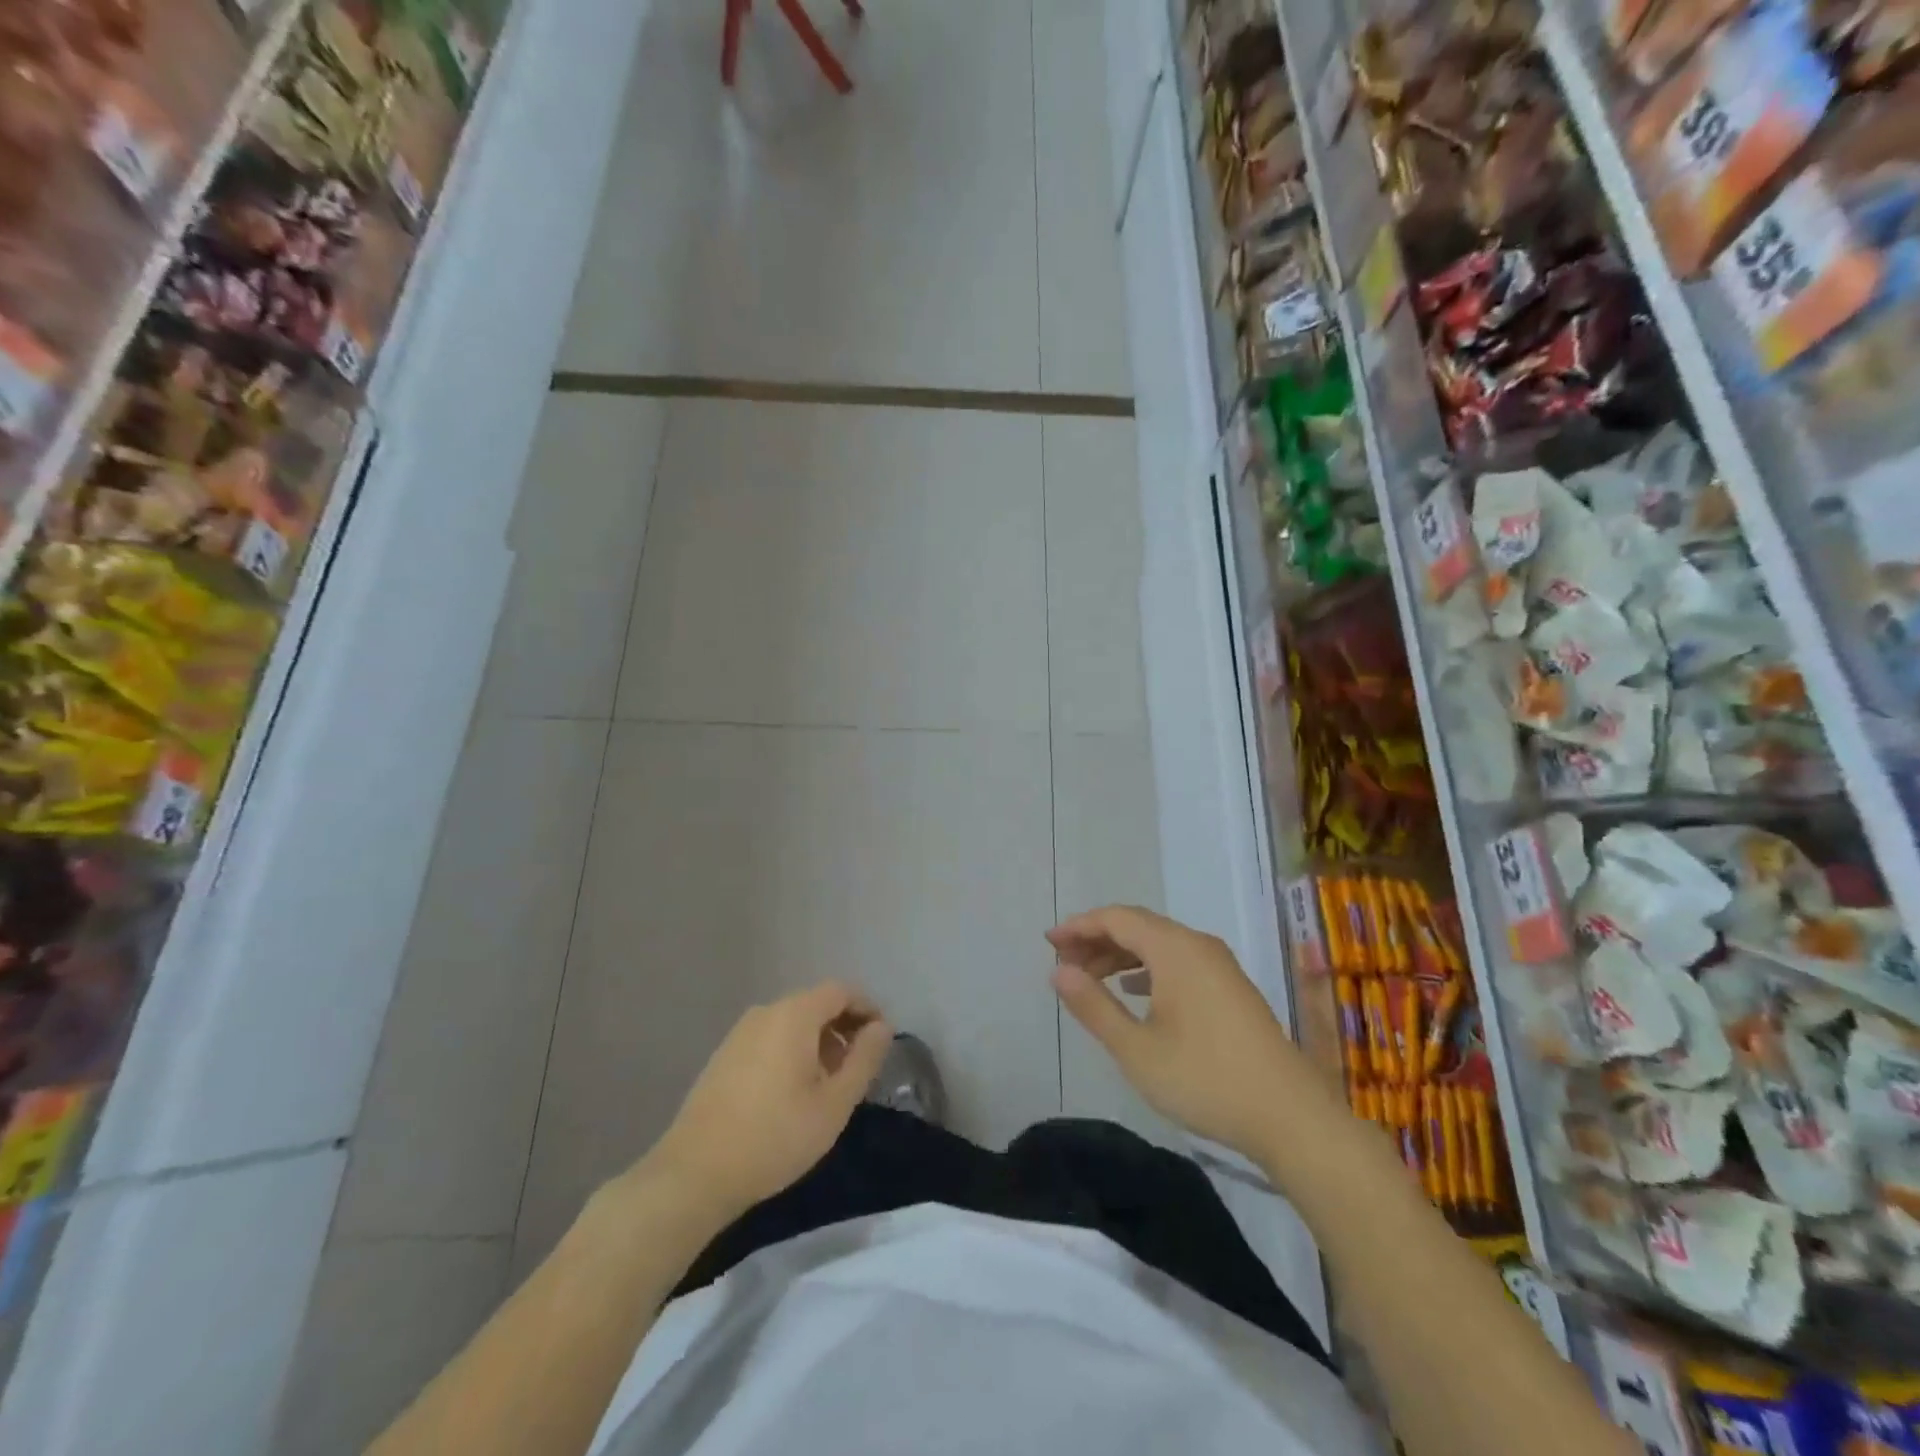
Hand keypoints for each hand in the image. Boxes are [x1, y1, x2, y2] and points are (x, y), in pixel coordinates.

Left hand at [646, 983, 892, 1218]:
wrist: (694, 1173)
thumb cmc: (775, 1137)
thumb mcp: (834, 1104)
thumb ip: (864, 1059)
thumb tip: (882, 1027)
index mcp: (794, 1015)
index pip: (842, 991)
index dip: (868, 1009)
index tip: (882, 1041)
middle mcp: (766, 1012)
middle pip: (816, 1003)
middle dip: (844, 1027)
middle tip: (859, 1067)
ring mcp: (740, 1032)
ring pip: (793, 1022)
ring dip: (819, 1042)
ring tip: (829, 1084)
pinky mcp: (724, 1055)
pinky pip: (771, 1038)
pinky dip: (793, 1051)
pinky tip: (793, 1092)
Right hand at [1049, 905, 1336, 1161]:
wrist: (1290, 1116)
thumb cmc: (1205, 1080)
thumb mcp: (1136, 1049)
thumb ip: (1094, 1006)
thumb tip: (1059, 972)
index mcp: (1175, 949)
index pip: (1116, 918)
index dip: (1079, 926)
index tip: (1048, 943)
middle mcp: (1198, 945)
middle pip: (1138, 926)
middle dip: (1097, 940)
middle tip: (1063, 964)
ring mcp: (1219, 965)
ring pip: (1159, 944)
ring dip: (1121, 955)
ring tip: (1090, 979)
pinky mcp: (1231, 987)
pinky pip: (1178, 961)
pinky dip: (1147, 968)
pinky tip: (1134, 992)